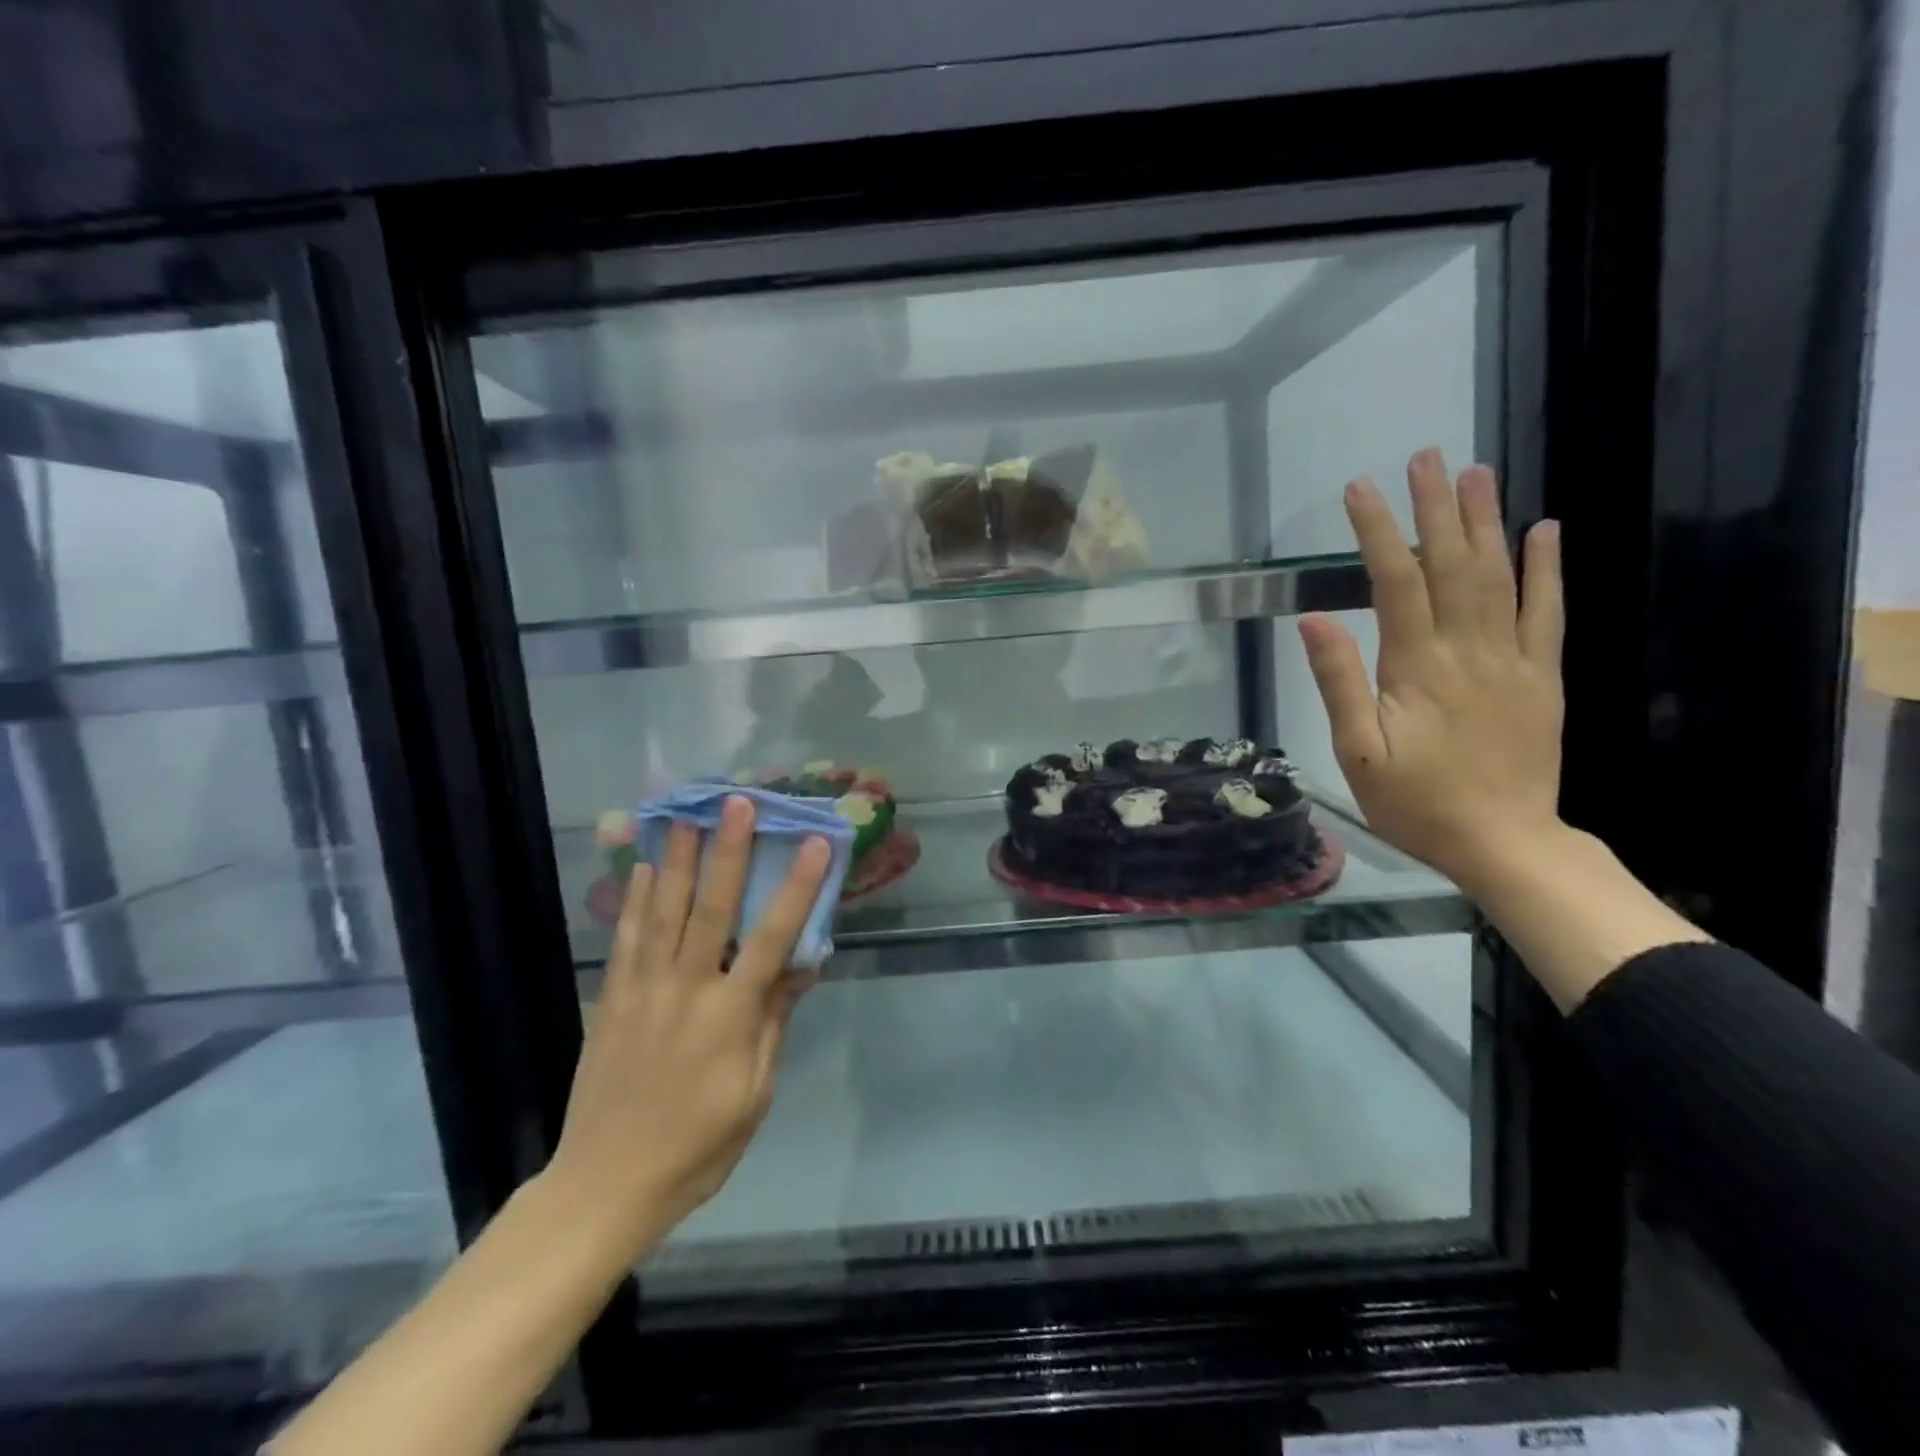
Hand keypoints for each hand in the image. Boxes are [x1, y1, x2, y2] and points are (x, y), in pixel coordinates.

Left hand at [544, 797, 830, 1254]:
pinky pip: (624, 939)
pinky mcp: (612, 999)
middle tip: (737, 803)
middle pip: (710, 909)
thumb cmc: (698, 1146)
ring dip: (676, 860)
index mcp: (729, 1016)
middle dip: (727, 852)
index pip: (772, 939)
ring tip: (685, 815)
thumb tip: (802, 967)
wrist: (605, 1186)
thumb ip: (774, 1023)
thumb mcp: (755, 1094)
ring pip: (661, 913)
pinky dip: (632, 899)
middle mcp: (686, 990)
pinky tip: (639, 866)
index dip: (796, 888)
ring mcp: (643, 990)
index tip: (814, 843)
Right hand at [1298, 449, 1564, 890]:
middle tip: (1427, 457)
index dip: (1378, 532)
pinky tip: (1544, 530)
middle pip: (1452, 565)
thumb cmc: (1415, 802)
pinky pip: (1549, 613)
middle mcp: (1468, 651)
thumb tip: (1315, 621)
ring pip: (1501, 577)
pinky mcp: (1543, 677)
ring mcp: (1514, 660)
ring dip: (1487, 521)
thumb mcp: (1357, 752)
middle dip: (1436, 508)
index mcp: (1416, 668)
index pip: (1395, 583)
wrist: (1502, 842)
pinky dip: (1548, 568)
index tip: (1361, 490)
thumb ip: (1339, 683)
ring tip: (1476, 472)